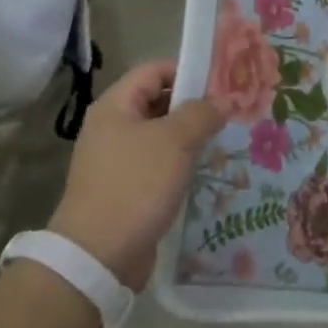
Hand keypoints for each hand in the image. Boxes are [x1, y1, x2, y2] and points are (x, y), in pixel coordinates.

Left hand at [48, 60, 224, 289]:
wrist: (97, 257)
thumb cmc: (135, 185)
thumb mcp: (174, 142)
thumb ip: (201, 114)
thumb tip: (222, 99)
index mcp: (115, 106)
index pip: (155, 70)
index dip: (187, 71)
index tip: (221, 83)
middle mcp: (112, 127)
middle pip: (158, 102)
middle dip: (193, 106)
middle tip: (230, 112)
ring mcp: (117, 161)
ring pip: (160, 137)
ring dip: (189, 138)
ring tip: (224, 141)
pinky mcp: (125, 190)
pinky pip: (157, 166)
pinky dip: (179, 165)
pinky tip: (205, 172)